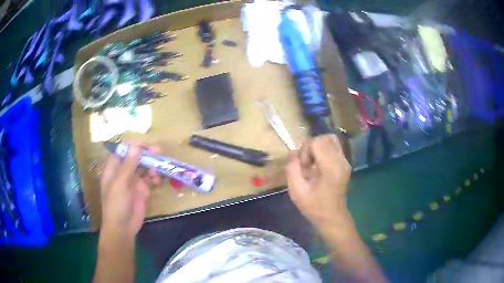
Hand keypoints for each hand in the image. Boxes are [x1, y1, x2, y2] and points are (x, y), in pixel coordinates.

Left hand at [100, 143, 160, 237]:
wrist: (123, 227)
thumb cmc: (116, 204)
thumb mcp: (120, 183)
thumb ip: (129, 164)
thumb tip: (136, 145)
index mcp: (114, 167)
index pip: (124, 150)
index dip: (134, 145)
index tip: (147, 146)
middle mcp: (123, 171)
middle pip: (136, 156)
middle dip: (147, 154)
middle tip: (159, 153)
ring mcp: (133, 180)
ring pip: (144, 166)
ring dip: (152, 166)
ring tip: (157, 173)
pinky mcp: (142, 190)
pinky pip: (150, 178)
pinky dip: (154, 178)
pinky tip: (157, 182)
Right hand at [286, 134, 351, 228]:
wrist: (332, 217)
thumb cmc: (314, 207)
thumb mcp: (296, 191)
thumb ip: (292, 169)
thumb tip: (292, 153)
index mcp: (331, 168)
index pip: (317, 142)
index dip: (305, 150)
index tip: (303, 167)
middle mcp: (341, 161)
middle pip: (325, 138)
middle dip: (311, 147)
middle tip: (306, 164)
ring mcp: (345, 161)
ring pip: (331, 140)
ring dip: (318, 147)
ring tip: (312, 162)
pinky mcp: (345, 163)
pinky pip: (334, 147)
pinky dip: (324, 150)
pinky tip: (319, 165)